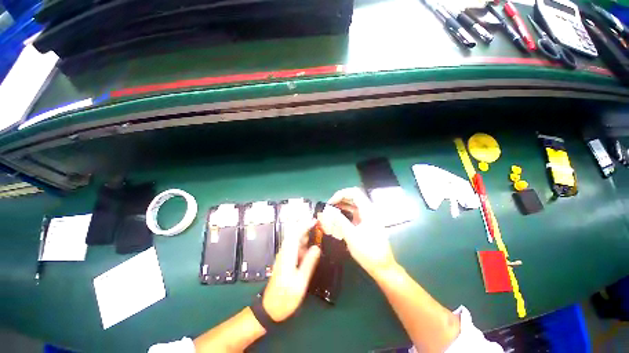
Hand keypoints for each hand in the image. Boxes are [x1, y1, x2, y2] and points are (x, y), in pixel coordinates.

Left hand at [262, 220, 320, 321]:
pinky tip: (311, 248)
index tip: (314, 220)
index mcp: (287, 255)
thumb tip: (317, 248)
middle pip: (294, 234)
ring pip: (295, 240)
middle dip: (305, 226)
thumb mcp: (300, 282)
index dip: (304, 225)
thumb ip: (309, 263)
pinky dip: (303, 244)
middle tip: (318, 225)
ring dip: (305, 235)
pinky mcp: (285, 261)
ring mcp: (284, 256)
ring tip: (317, 233)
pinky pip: (295, 248)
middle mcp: (285, 252)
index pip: (295, 233)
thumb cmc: (285, 298)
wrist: (270, 309)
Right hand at [317, 187, 397, 277]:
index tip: (330, 203)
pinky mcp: (366, 223)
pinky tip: (338, 219)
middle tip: (329, 207)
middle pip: (353, 197)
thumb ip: (340, 221)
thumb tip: (329, 210)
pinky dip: (345, 213)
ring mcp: (368, 217)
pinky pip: (354, 213)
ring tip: (331, 212)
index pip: (354, 193)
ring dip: (342, 206)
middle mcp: (368, 210)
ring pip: (353, 205)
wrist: (382, 267)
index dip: (341, 194)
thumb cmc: (368, 251)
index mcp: (368, 210)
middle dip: (340, 199)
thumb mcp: (351, 236)